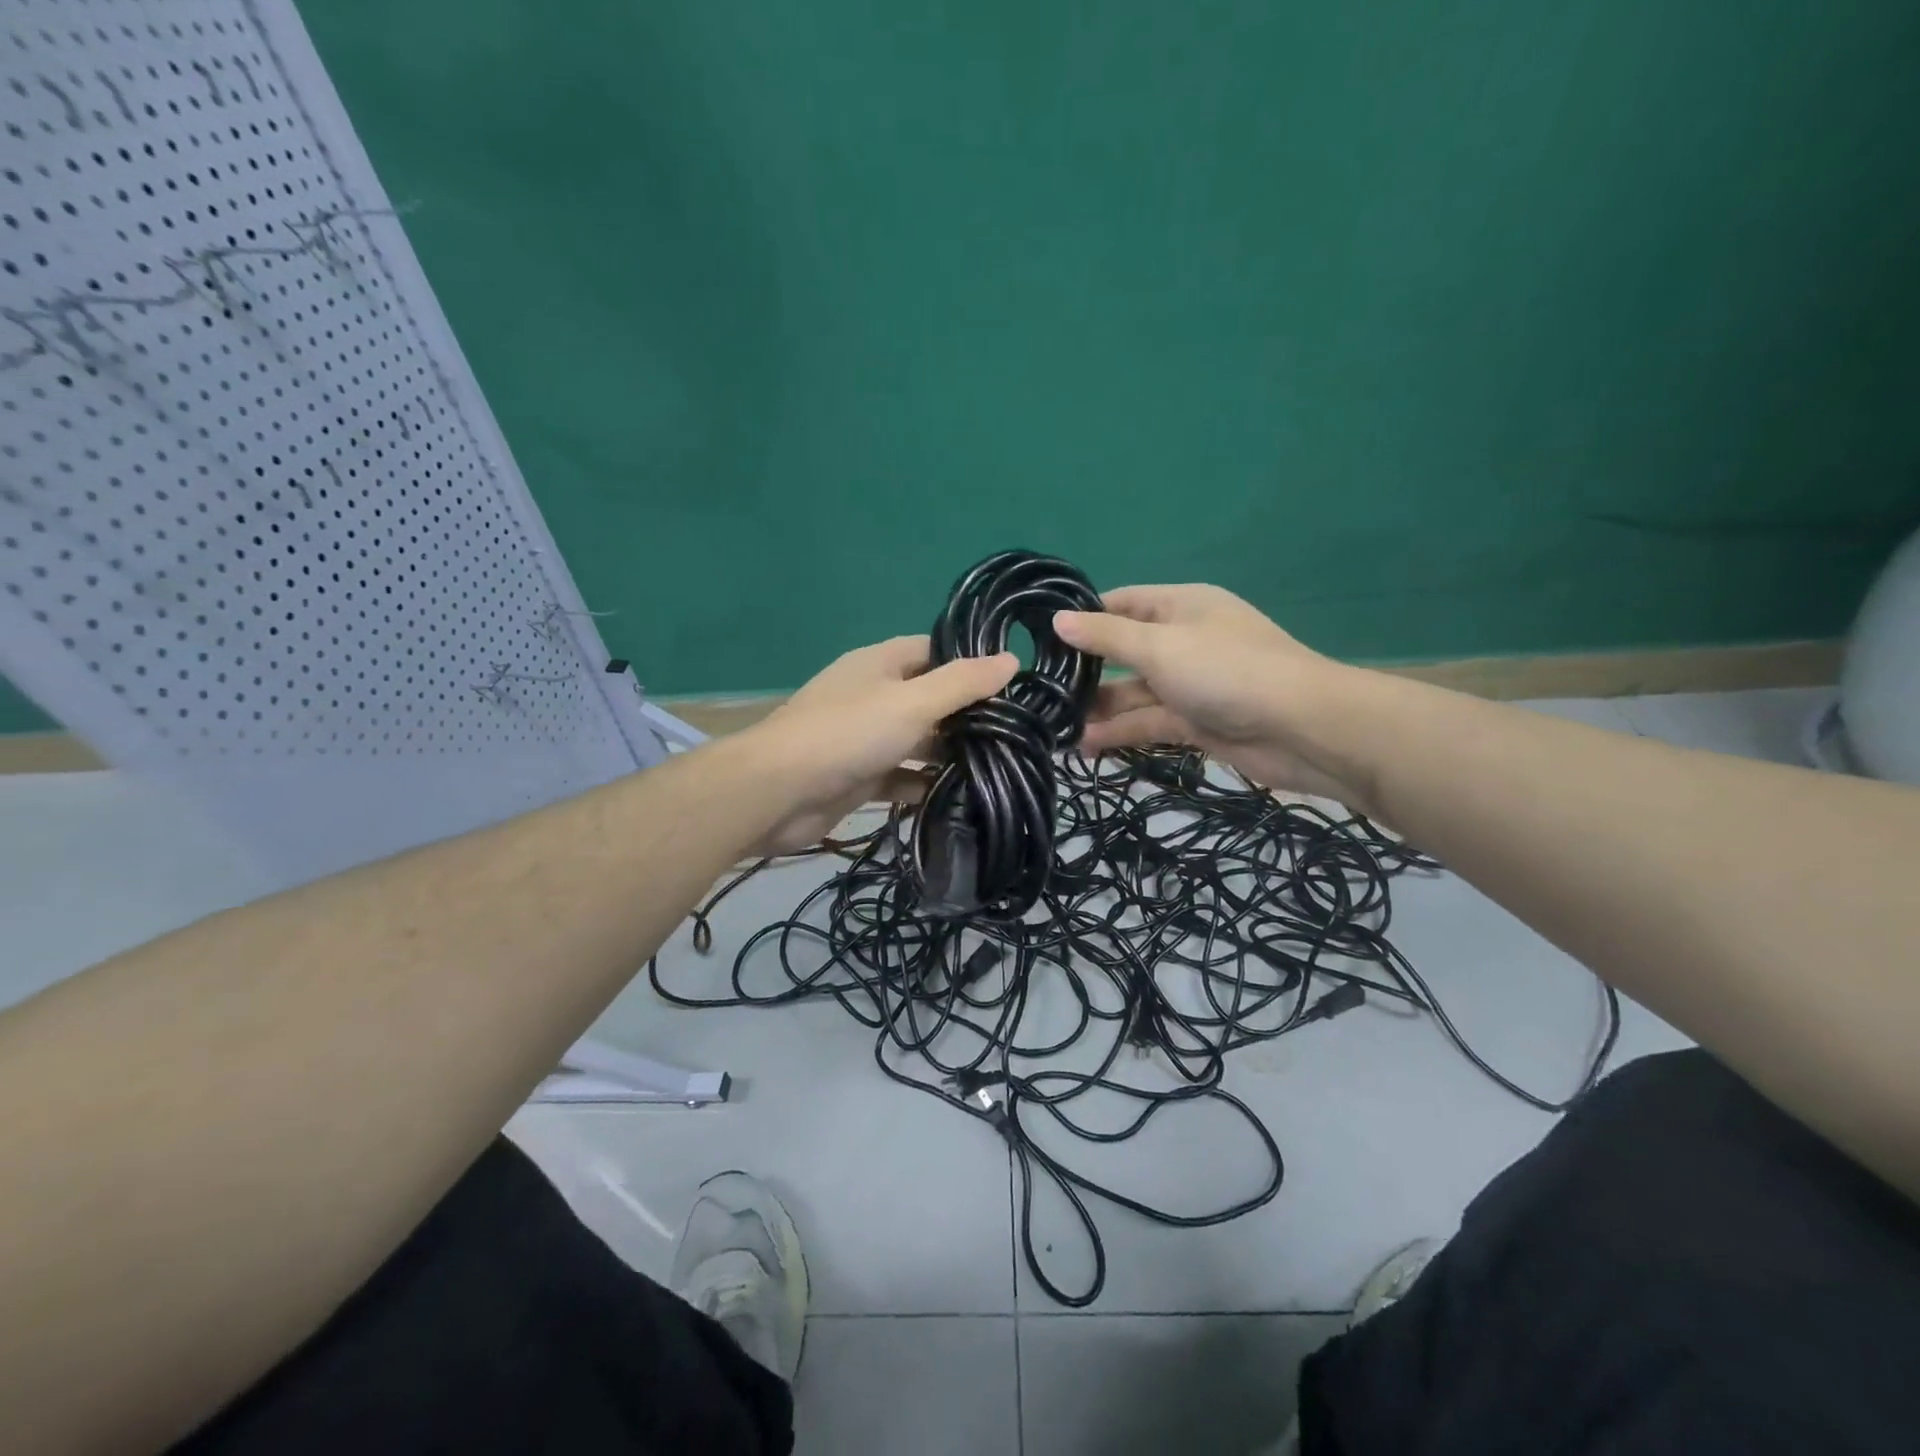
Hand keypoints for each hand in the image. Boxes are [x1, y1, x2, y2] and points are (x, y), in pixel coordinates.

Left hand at [745, 636, 1017, 854]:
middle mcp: (873, 695)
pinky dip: (921, 785)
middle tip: (1014, 732)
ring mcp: (863, 738)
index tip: (1012, 682)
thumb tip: (1010, 659)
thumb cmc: (848, 734)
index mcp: (881, 664)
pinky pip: (899, 777)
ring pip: (916, 740)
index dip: (970, 662)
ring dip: (947, 754)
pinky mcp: (858, 777)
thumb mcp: (913, 702)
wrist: (777, 792)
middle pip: (928, 698)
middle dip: (965, 715)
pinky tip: (955, 797)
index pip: (934, 651)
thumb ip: (962, 683)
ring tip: (997, 766)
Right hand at [1053, 584, 1356, 800]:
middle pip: (1124, 652)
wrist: (1302, 729)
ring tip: (1055, 728)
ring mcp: (1190, 684)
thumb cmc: (1227, 671)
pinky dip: (1121, 733)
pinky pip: (1150, 723)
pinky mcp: (1196, 722)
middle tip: (1040, 692)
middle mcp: (1183, 641)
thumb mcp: (1160, 646)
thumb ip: (1107, 636)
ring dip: (1099, 710)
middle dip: (1085, 672)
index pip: (1121, 604)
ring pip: (1134, 693)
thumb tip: (1058, 619)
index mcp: (1179, 607)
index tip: (1040, 638)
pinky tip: (1086, 746)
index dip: (1082, 618)